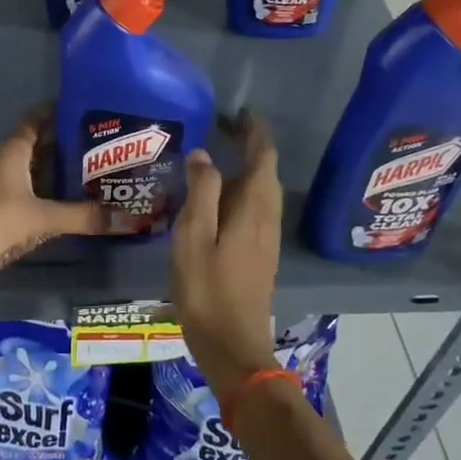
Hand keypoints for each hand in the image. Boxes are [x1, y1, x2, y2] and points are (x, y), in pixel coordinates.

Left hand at [0, 109, 124, 305]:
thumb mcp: (43, 218)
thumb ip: (84, 217)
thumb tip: (128, 220)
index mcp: (11, 151)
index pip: (36, 120)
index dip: (59, 112)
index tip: (87, 110)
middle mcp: (0, 162)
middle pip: (37, 147)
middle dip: (66, 148)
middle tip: (103, 150)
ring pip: (30, 174)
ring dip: (55, 176)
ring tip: (91, 178)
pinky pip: (23, 196)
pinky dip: (43, 198)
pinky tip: (64, 209)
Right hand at [171, 111, 283, 392]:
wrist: (234, 347)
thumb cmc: (208, 289)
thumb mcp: (194, 236)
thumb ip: (201, 192)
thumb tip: (204, 154)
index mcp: (253, 209)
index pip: (263, 157)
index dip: (254, 132)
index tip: (239, 111)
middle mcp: (266, 219)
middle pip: (266, 172)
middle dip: (251, 146)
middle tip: (224, 127)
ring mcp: (266, 239)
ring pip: (263, 191)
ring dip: (249, 168)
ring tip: (223, 153)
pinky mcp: (260, 255)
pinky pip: (257, 208)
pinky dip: (244, 190)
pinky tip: (223, 197)